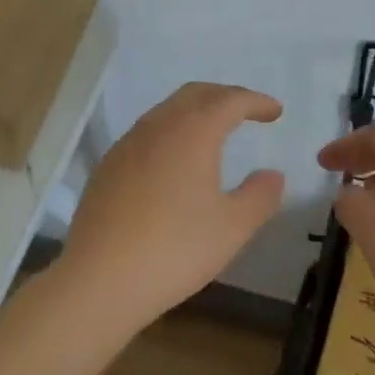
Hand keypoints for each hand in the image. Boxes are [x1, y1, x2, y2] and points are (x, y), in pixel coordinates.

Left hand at [56, 83, 285, 330]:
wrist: (99, 279)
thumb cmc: (175, 249)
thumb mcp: (233, 228)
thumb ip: (259, 196)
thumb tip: (273, 175)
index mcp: (193, 132)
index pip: (230, 101)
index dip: (256, 101)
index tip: (275, 111)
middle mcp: (158, 126)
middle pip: (195, 94)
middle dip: (225, 96)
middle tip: (247, 112)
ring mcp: (127, 145)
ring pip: (166, 111)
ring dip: (195, 112)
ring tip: (213, 133)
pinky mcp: (107, 167)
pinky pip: (146, 134)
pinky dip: (170, 133)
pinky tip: (174, 163)